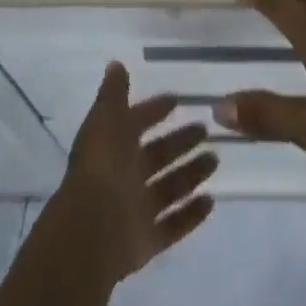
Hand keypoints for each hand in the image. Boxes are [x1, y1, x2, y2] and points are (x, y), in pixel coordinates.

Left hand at [39, 62, 217, 287]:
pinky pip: (173, 225)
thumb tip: (115, 64)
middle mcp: (123, 178)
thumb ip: (113, 94)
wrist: (90, 232)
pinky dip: (191, 215)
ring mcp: (135, 212)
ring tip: (215, 160)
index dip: (153, 111)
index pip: (135, 124)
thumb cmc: (101, 169)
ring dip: (191, 174)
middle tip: (206, 130)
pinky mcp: (146, 242)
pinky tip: (211, 201)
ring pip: (169, 188)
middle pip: (157, 157)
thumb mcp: (105, 121)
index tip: (177, 100)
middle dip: (180, 142)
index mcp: (112, 149)